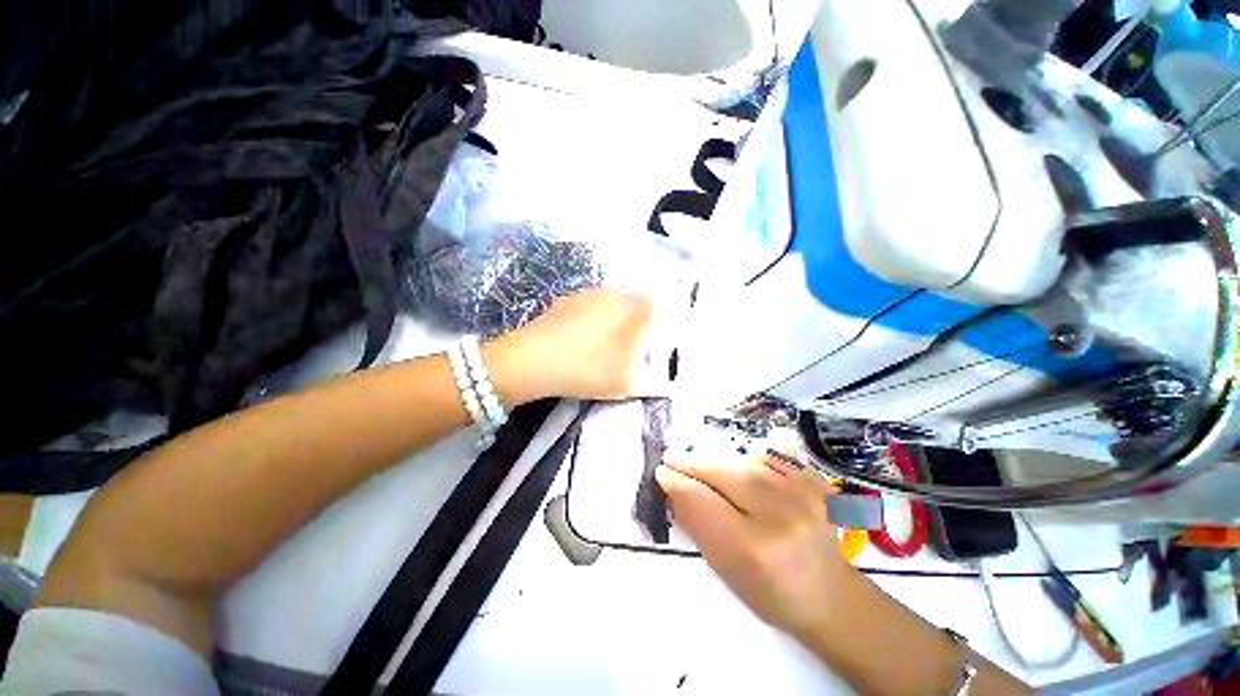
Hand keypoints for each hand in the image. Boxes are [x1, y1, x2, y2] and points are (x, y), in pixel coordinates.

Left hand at [486, 289, 670, 403]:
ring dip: (616, 322)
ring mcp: (588, 293)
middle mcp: (614, 293)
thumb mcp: (627, 383)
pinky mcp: (567, 300)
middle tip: (632, 350)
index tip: (654, 345)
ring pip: (612, 304)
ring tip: (606, 348)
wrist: (532, 361)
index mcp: (634, 307)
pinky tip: (582, 341)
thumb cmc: (589, 369)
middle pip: (636, 303)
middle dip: (639, 325)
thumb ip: (654, 384)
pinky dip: (593, 320)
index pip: (659, 306)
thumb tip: (669, 387)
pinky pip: (591, 307)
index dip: (661, 324)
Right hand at [656, 454, 853, 639]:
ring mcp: (803, 495)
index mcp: (754, 548)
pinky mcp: (814, 483)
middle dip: (693, 463)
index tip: (662, 473)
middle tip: (673, 458)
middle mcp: (780, 516)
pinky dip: (746, 461)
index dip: (678, 483)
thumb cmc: (770, 593)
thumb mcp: (724, 569)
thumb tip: (673, 489)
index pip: (703, 501)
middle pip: (725, 474)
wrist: (830, 595)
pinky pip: (769, 460)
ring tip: (701, 466)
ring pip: (744, 463)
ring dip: (717, 462)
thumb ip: (696, 525)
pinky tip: (736, 470)